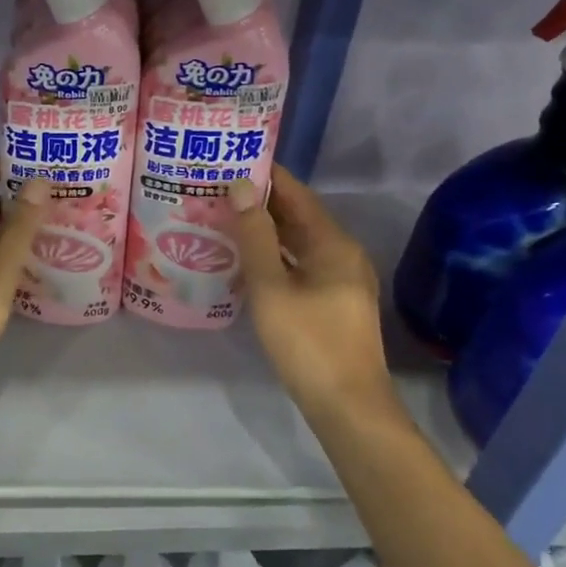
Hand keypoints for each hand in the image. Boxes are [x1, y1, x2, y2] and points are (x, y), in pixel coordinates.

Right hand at [230, 167, 399, 419]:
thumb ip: (255, 235)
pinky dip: (275, 255)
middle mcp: (342, 254)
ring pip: (299, 242)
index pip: (297, 194)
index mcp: (333, 243)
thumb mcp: (271, 286)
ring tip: (224, 217)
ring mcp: (341, 279)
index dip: (266, 174)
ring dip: (266, 229)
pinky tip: (246, 259)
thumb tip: (239, 185)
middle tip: (217, 188)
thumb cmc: (307, 341)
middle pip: (299, 216)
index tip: (230, 160)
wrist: (347, 405)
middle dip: (261, 201)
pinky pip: (301, 264)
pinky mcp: (334, 301)